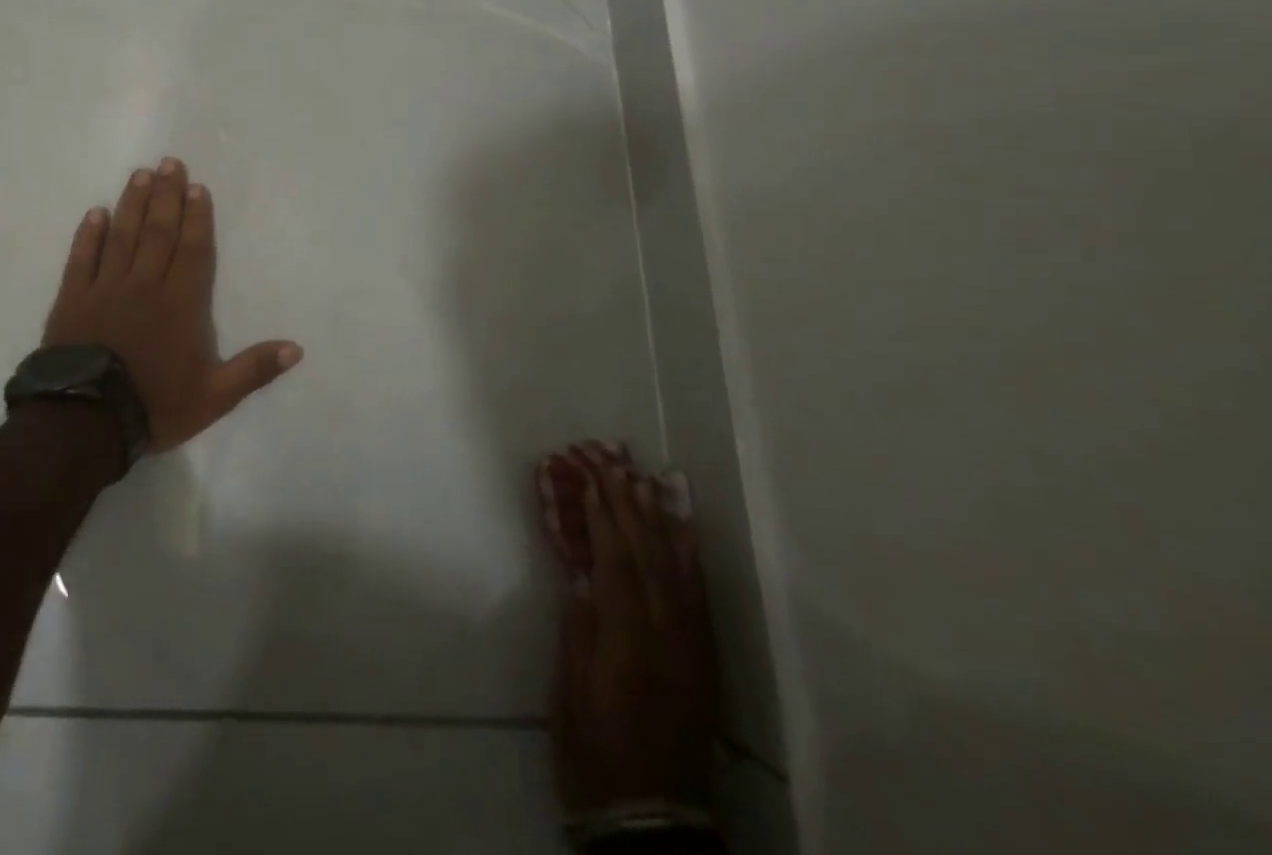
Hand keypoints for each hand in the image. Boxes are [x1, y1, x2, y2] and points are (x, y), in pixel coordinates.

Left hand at [42, 157, 301, 452]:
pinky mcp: (72, 300)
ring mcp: (105, 289)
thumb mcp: (214, 397)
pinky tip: (95, 213)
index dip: (197, 218)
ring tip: (140, 174)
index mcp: (180, 304)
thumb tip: (297, 349)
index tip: (197, 187)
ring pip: (122, 237)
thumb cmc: (153, 406)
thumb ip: (254, 369)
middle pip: (158, 232)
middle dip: (166, 196)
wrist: (84, 423)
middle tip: (169, 163)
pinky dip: (88, 235)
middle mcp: (144, 286)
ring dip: (133, 204)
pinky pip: (82, 259)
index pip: (192, 250)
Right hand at [546, 446, 717, 816]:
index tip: (587, 474)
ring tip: (643, 474)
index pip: (615, 560)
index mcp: (627, 642)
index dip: (602, 513)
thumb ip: (579, 629)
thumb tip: (582, 573)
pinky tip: (683, 524)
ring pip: (675, 564)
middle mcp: (666, 634)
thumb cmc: (595, 752)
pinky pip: (698, 593)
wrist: (652, 819)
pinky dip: (689, 552)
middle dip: (626, 499)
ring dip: (657, 514)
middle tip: (609, 457)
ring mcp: (690, 643)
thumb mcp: (571, 693)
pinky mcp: (703, 655)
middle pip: (646, 552)